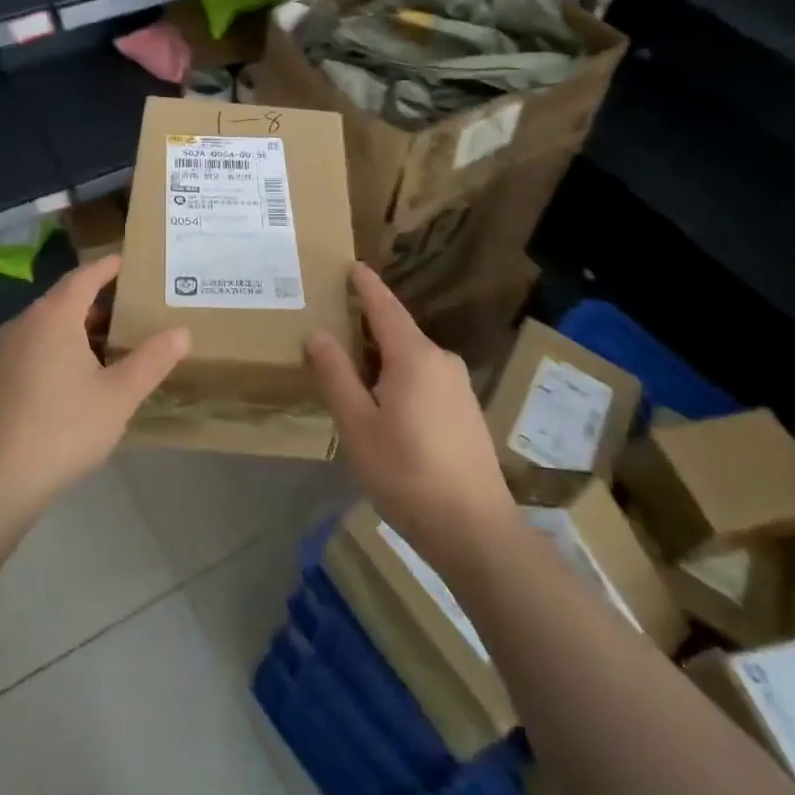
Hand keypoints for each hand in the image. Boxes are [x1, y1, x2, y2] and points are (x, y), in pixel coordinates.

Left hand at [0, 255, 190, 511]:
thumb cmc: (62, 429)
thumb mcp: (119, 395)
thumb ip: (152, 360)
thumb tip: (182, 332)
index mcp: (54, 316)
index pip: (86, 275)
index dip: (110, 266)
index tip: (133, 261)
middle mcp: (26, 323)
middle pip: (67, 298)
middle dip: (101, 300)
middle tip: (137, 306)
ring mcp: (6, 351)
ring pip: (51, 325)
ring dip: (82, 327)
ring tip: (117, 342)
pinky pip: (37, 346)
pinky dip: (63, 347)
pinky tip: (83, 376)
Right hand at [307, 263, 513, 571]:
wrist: (476, 530)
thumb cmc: (407, 474)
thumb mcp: (358, 426)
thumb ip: (336, 375)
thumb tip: (318, 334)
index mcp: (414, 356)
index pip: (384, 306)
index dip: (366, 285)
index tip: (351, 264)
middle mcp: (441, 360)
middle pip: (397, 331)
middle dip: (366, 324)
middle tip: (333, 322)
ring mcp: (458, 386)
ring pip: (411, 358)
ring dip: (381, 357)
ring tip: (351, 368)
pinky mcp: (466, 411)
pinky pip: (425, 378)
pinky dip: (399, 376)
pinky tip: (384, 404)